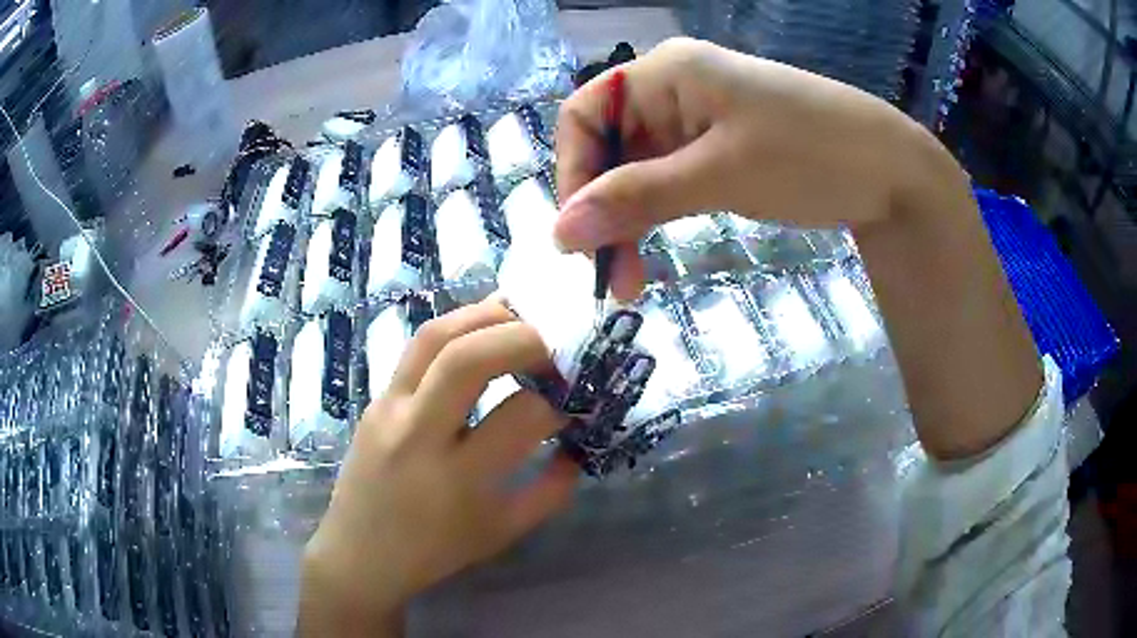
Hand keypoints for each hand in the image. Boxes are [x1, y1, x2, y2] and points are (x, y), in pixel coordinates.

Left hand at [298, 299, 575, 636]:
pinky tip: (482, 335)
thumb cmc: (435, 552)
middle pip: (467, 357)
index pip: (521, 415)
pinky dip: (458, 330)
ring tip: (522, 319)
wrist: (358, 554)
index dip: (559, 402)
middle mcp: (417, 434)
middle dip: (523, 336)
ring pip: (434, 336)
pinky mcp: (375, 399)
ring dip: (485, 316)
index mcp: (458, 479)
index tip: (576, 400)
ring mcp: (388, 409)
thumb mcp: (503, 532)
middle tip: (556, 342)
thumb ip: (551, 490)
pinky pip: (418, 349)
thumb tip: (578, 444)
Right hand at [555, 37, 922, 299]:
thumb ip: (636, 198)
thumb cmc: (811, 155)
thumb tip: (559, 233)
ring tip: (631, 280)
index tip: (576, 236)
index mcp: (666, 72)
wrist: (893, 173)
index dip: (571, 173)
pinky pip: (669, 181)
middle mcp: (673, 89)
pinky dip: (657, 217)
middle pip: (608, 147)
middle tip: (608, 276)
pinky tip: (654, 252)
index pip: (584, 115)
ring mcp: (698, 120)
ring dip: (627, 223)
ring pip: (637, 170)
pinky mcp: (720, 149)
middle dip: (601, 210)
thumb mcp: (720, 174)